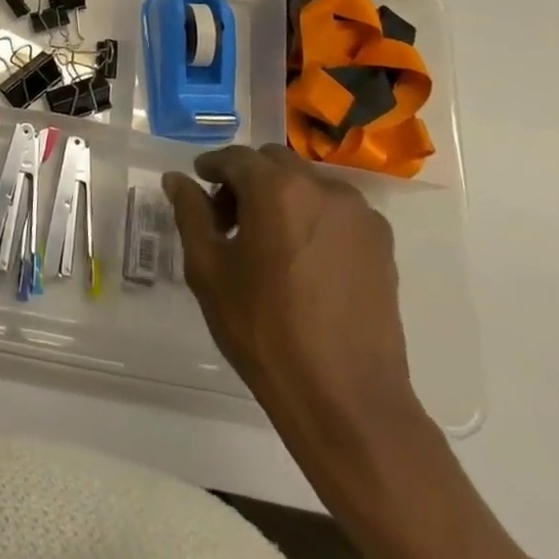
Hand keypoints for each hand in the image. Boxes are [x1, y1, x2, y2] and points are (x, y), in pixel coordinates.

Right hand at [163, 144, 416, 439]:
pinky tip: (302, 261)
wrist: (346, 400)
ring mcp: (358, 215)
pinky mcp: (382, 244)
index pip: (235, 158)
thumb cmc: (264, 330)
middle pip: (274, 163)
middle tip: (229, 220)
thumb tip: (177, 179)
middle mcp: (322, 187)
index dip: (211, 168)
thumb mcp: (209, 269)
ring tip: (268, 243)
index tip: (199, 186)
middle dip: (247, 179)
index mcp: (277, 188)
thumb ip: (191, 213)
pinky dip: (313, 218)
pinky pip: (336, 212)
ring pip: (307, 184)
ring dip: (282, 197)